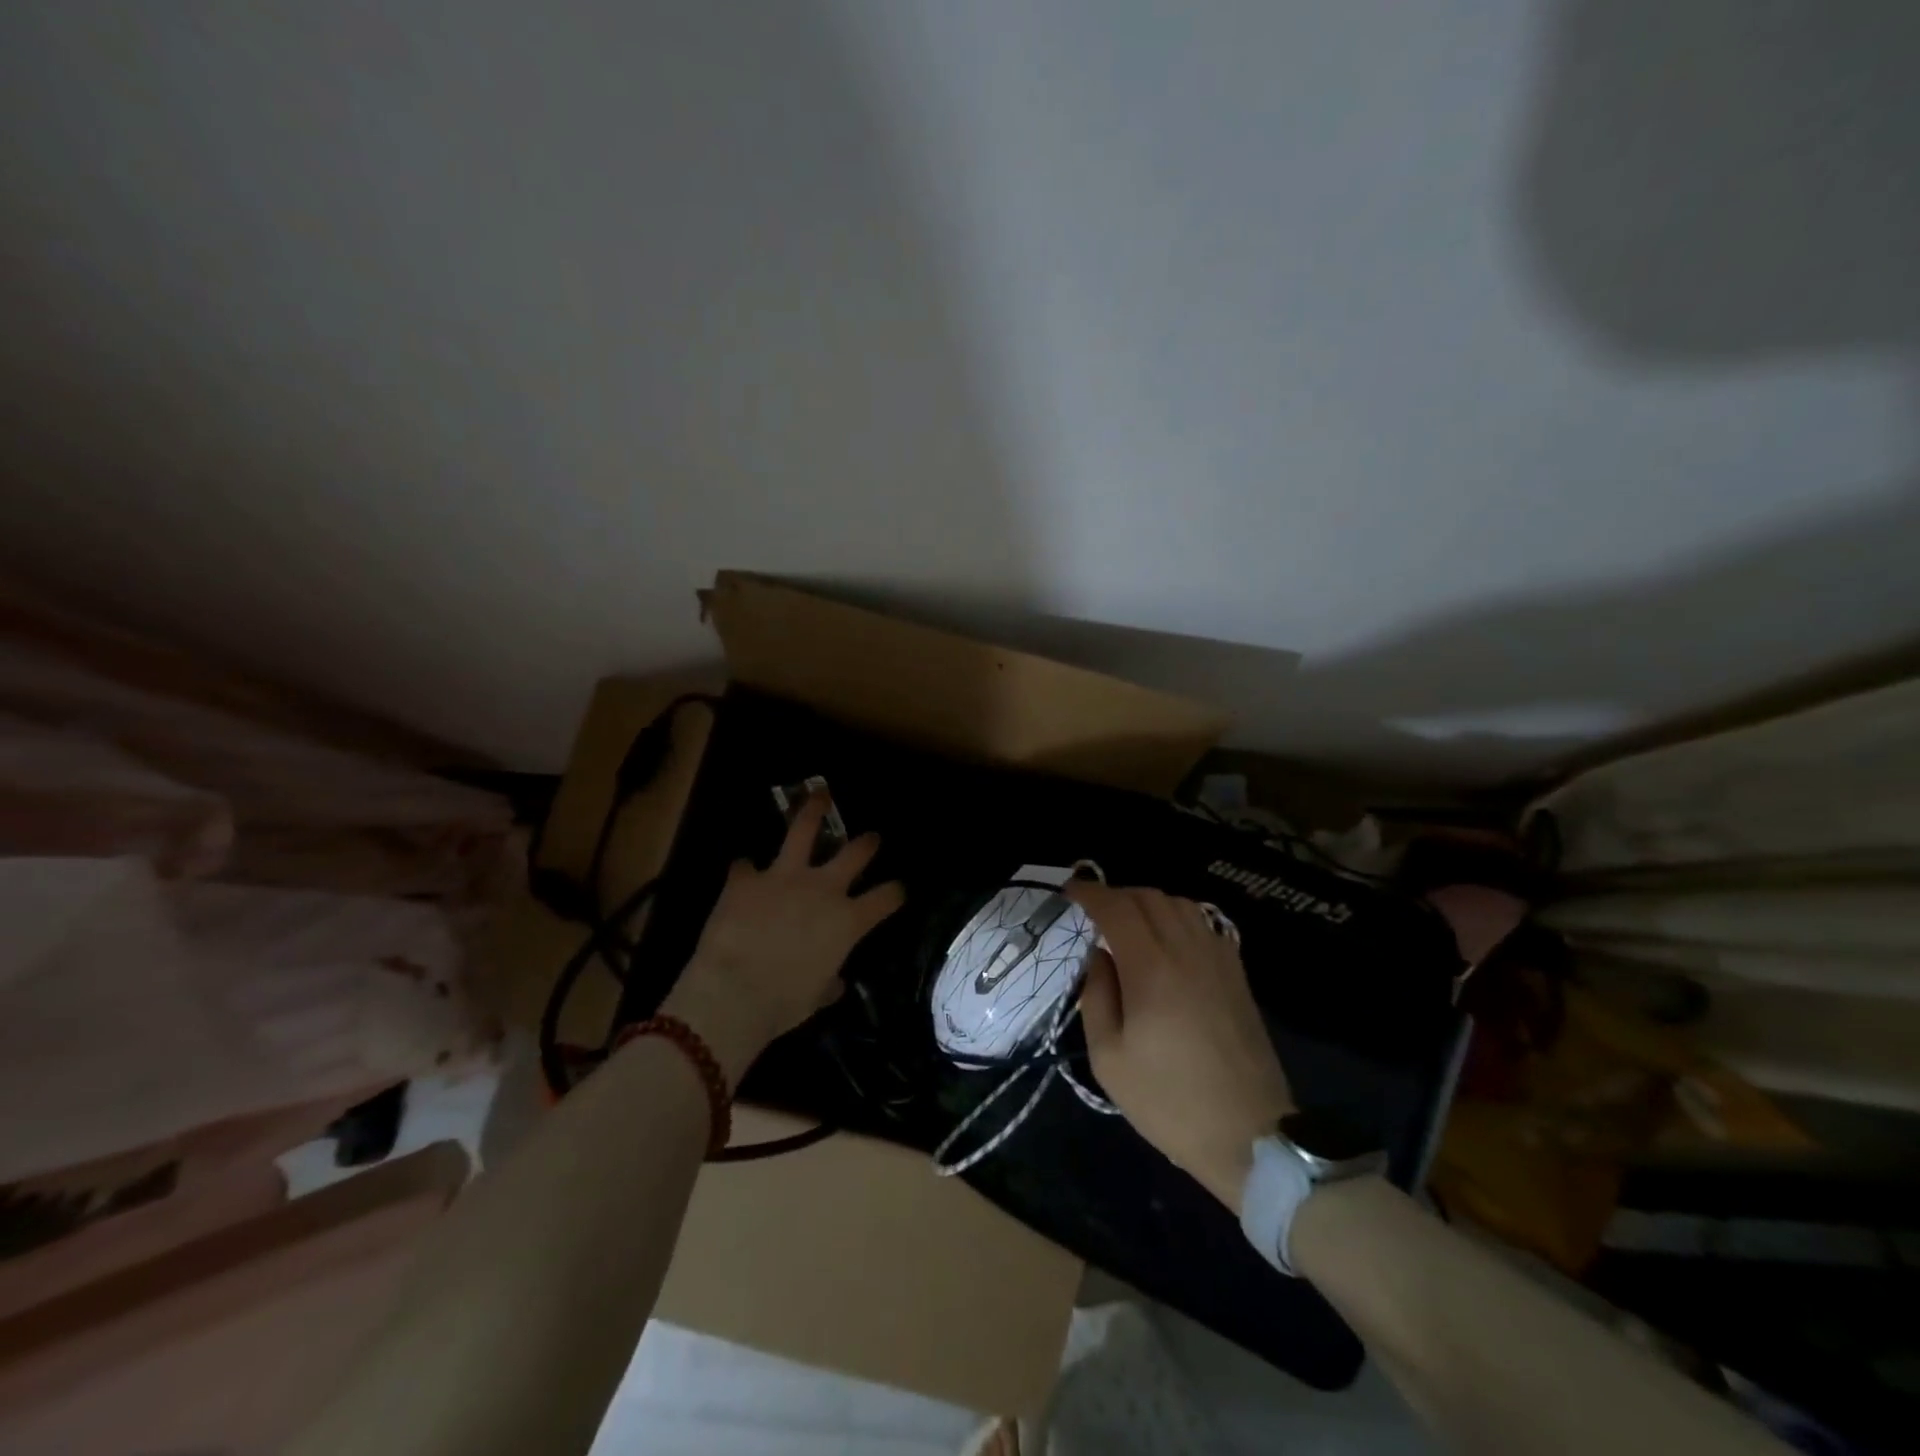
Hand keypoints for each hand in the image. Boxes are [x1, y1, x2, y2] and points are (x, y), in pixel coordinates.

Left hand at [661, 796, 904, 1085]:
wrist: (733, 993)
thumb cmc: (783, 1004)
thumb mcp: (815, 997)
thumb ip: (829, 983)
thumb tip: (835, 983)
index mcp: (847, 921)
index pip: (886, 898)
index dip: (895, 892)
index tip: (898, 889)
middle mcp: (822, 889)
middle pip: (854, 853)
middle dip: (867, 843)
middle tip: (872, 837)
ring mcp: (783, 877)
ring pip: (804, 830)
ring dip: (812, 810)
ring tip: (818, 793)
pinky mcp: (746, 878)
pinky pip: (744, 865)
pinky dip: (745, 870)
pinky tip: (742, 871)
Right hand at [1067, 883, 1293, 1211]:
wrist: (1249, 1135)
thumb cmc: (1168, 1101)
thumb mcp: (1109, 1058)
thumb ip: (1097, 996)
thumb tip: (1098, 955)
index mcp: (1151, 969)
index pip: (1116, 908)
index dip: (1089, 892)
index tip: (1069, 892)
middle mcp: (1186, 951)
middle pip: (1148, 897)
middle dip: (1115, 895)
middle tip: (1093, 912)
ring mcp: (1217, 959)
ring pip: (1179, 904)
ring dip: (1147, 902)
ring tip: (1128, 923)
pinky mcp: (1237, 973)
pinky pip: (1203, 923)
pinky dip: (1177, 917)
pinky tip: (1167, 941)